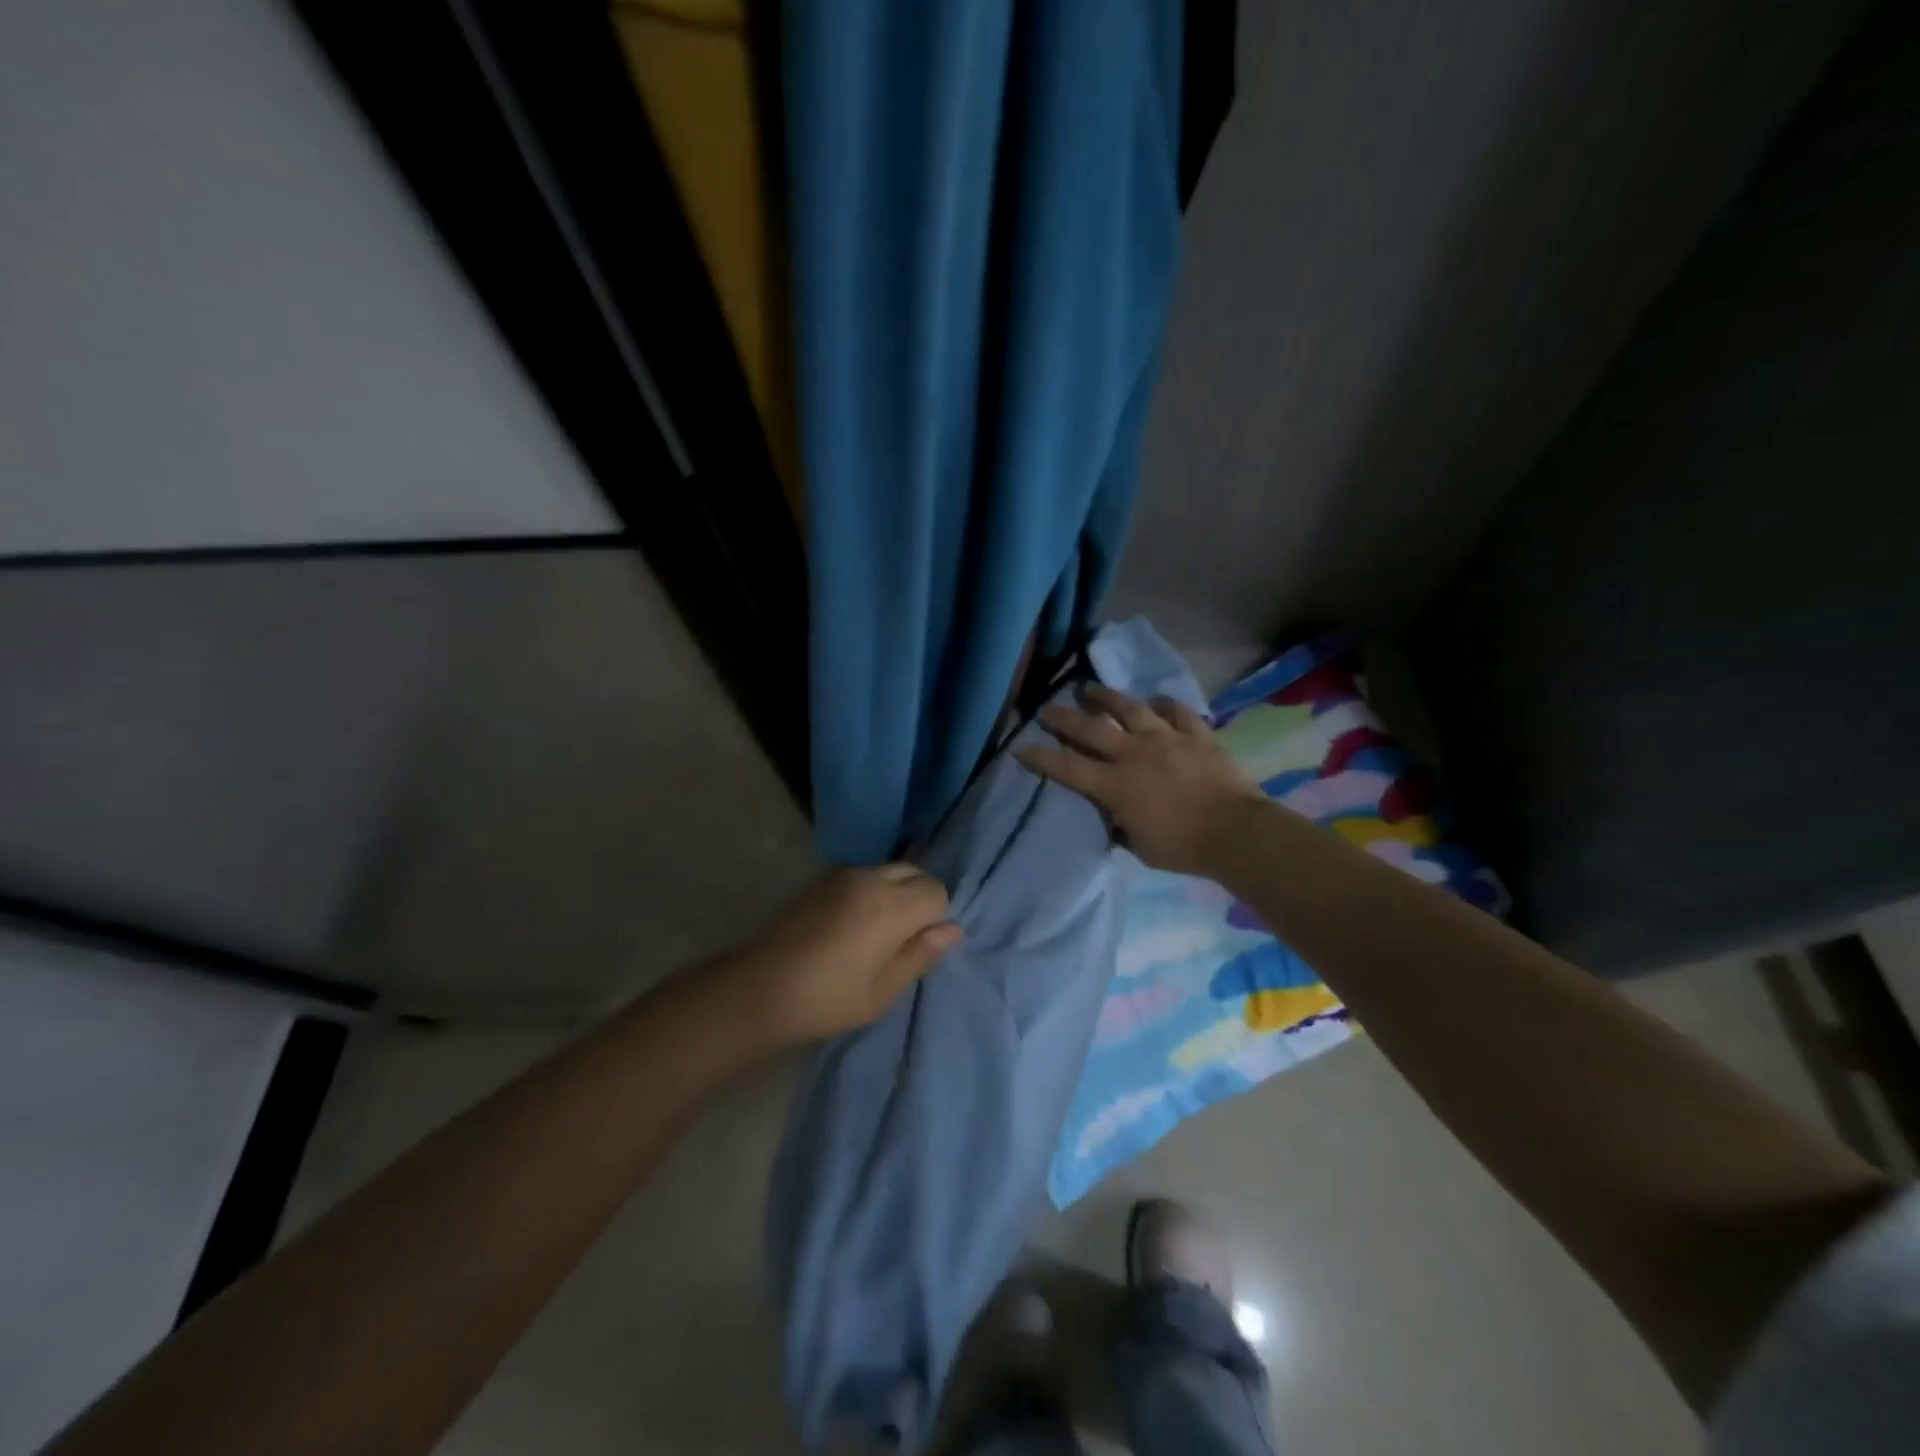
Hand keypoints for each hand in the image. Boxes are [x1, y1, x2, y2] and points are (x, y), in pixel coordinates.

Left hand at [732, 864, 960, 1042]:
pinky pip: (863, 875)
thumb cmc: (828, 998)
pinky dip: (872, 891)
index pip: (937, 892)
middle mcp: (871, 879)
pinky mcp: (822, 880)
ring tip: (876, 932)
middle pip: (915, 872)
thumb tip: (953, 930)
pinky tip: (852, 924)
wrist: (761, 987)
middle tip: (901, 939)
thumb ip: (921, 954)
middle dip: (919, 898)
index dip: (935, 918)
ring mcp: (843, 875)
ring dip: (895, 892)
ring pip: (889, 870)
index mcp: (892, 906)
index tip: (916, 947)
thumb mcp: (883, 991)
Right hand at [1015, 684, 1270, 876]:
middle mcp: (1134, 754)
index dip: (1041, 757)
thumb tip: (1111, 813)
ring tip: (1090, 688)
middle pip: (1091, 729)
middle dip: (1063, 718)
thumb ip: (1120, 824)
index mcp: (1115, 785)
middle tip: (1046, 708)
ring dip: (1106, 697)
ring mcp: (1166, 738)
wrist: (1236, 832)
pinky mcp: (1196, 734)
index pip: (1068, 767)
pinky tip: (1156, 701)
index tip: (1021, 746)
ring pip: (1130, 708)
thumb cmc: (1183, 848)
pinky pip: (1177, 711)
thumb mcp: (1139, 846)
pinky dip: (1165, 704)